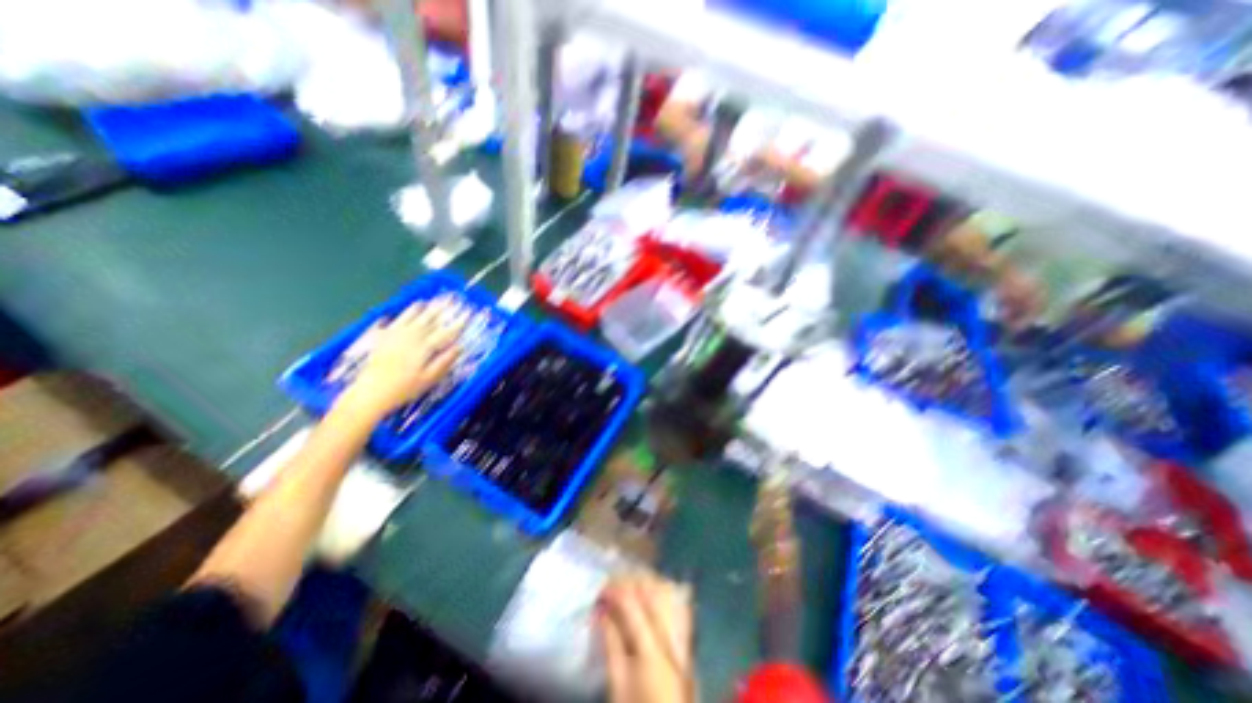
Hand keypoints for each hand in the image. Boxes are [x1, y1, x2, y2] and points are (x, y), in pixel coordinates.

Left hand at [338, 300, 464, 420]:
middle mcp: (410, 337)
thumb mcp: (430, 378)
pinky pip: (391, 323)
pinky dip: (396, 317)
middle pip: (428, 320)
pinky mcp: (381, 340)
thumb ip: (444, 361)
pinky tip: (396, 314)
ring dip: (419, 309)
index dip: (458, 323)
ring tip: (426, 301)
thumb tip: (459, 347)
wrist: (370, 393)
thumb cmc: (404, 388)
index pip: (446, 332)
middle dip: (441, 310)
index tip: (467, 314)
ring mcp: (394, 336)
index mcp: (424, 346)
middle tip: (450, 300)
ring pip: (410, 318)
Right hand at [594, 573, 695, 702]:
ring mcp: (682, 633)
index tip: (599, 592)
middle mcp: (670, 633)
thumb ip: (610, 645)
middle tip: (611, 587)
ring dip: (646, 582)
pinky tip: (650, 594)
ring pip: (667, 590)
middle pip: (652, 589)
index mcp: (651, 647)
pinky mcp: (687, 637)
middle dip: (630, 581)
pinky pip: (677, 601)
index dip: (614, 590)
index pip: (631, 602)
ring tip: (628, 588)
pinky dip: (662, 590)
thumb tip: (600, 612)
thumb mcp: (617, 685)